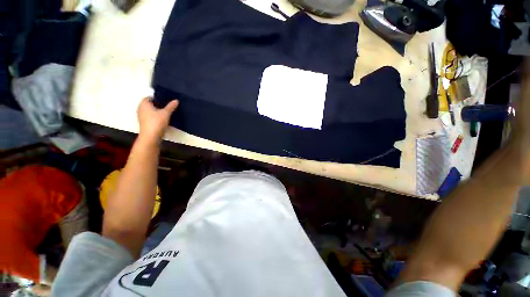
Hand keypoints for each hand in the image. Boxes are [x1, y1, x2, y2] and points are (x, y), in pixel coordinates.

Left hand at [137, 97, 178, 142]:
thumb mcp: (166, 113)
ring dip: (157, 111)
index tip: (166, 100)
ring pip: (150, 111)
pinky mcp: (144, 123)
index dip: (157, 97)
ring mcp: (141, 116)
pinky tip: (163, 119)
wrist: (151, 136)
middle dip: (158, 104)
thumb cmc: (157, 122)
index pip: (150, 97)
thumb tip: (176, 100)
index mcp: (144, 104)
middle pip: (150, 104)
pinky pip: (150, 117)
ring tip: (167, 112)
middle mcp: (140, 108)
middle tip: (168, 105)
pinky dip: (156, 116)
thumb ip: (171, 106)